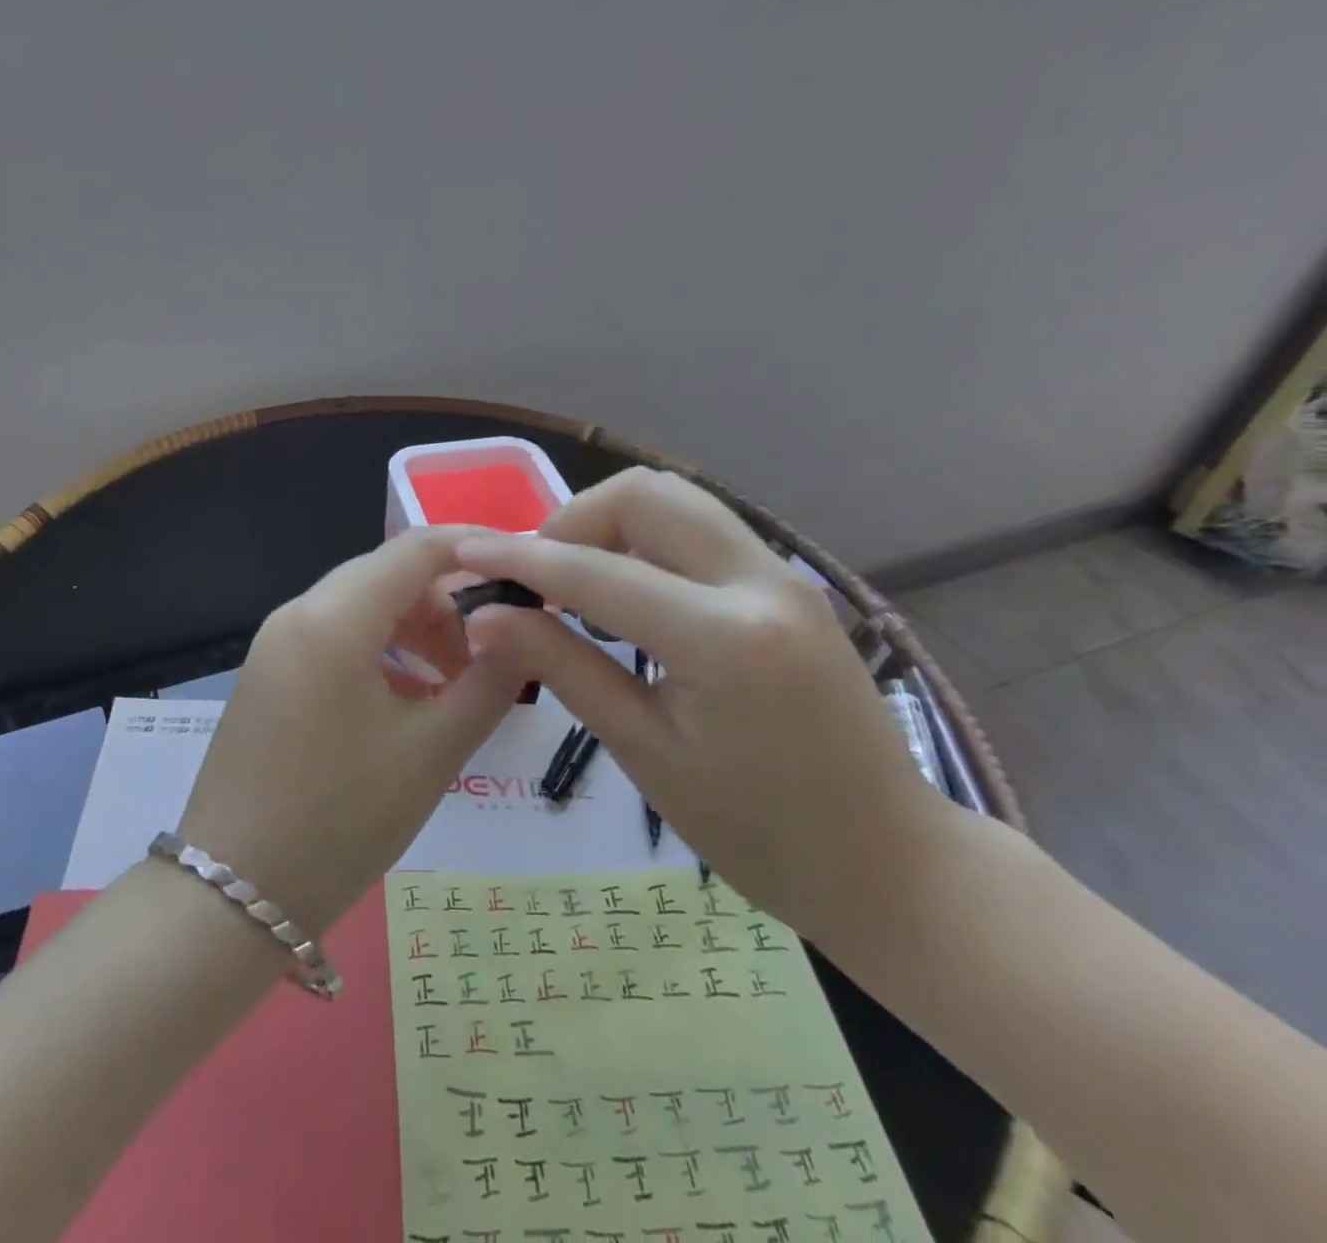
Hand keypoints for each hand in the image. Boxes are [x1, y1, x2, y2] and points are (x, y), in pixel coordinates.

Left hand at [176, 527, 523, 937]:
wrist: (233, 896)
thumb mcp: (431, 752)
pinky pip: (336, 638)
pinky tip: (408, 701)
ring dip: (417, 629)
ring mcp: (276, 643)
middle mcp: (298, 612)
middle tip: (496, 651)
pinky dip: (382, 652)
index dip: (478, 548)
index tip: (527, 570)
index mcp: (334, 617)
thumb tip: (526, 631)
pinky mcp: (269, 674)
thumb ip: (489, 682)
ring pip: (363, 606)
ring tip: (455, 686)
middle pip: (388, 574)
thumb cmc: (340, 820)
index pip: (417, 548)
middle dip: (450, 600)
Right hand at [455, 469, 943, 943]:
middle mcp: (761, 582)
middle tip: (538, 577)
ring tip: (575, 580)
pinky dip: (648, 539)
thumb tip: (486, 618)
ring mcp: (784, 575)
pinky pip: (704, 528)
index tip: (467, 553)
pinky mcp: (789, 583)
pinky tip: (627, 590)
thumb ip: (562, 667)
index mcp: (724, 638)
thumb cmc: (755, 831)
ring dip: (611, 522)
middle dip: (573, 520)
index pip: (596, 572)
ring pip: (678, 499)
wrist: (886, 861)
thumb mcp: (643, 751)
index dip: (520, 558)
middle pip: (646, 494)